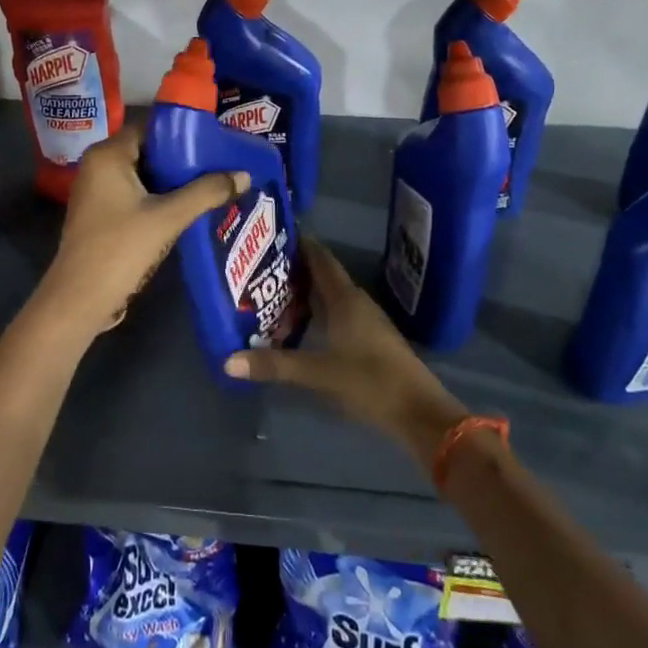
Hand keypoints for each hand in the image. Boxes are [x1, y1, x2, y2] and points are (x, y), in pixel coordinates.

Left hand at [35, 125, 247, 336]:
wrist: (80, 300)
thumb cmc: (121, 248)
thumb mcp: (168, 218)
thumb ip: (206, 192)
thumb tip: (244, 175)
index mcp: (108, 155)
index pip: (150, 127)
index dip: (183, 132)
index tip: (214, 140)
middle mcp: (98, 165)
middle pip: (148, 150)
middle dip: (182, 158)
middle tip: (218, 163)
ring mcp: (96, 191)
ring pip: (143, 175)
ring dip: (172, 181)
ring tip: (210, 184)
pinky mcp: (101, 214)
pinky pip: (135, 194)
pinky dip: (159, 197)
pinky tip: (186, 208)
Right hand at [224, 236, 468, 472]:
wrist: (420, 412)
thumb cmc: (370, 382)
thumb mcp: (318, 373)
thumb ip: (275, 365)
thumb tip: (227, 361)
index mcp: (344, 298)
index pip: (319, 258)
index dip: (298, 243)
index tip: (270, 235)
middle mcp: (356, 301)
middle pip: (323, 274)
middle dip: (294, 268)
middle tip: (260, 266)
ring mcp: (366, 320)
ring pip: (331, 295)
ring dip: (306, 291)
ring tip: (272, 292)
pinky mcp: (371, 338)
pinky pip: (338, 312)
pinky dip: (318, 310)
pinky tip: (301, 324)